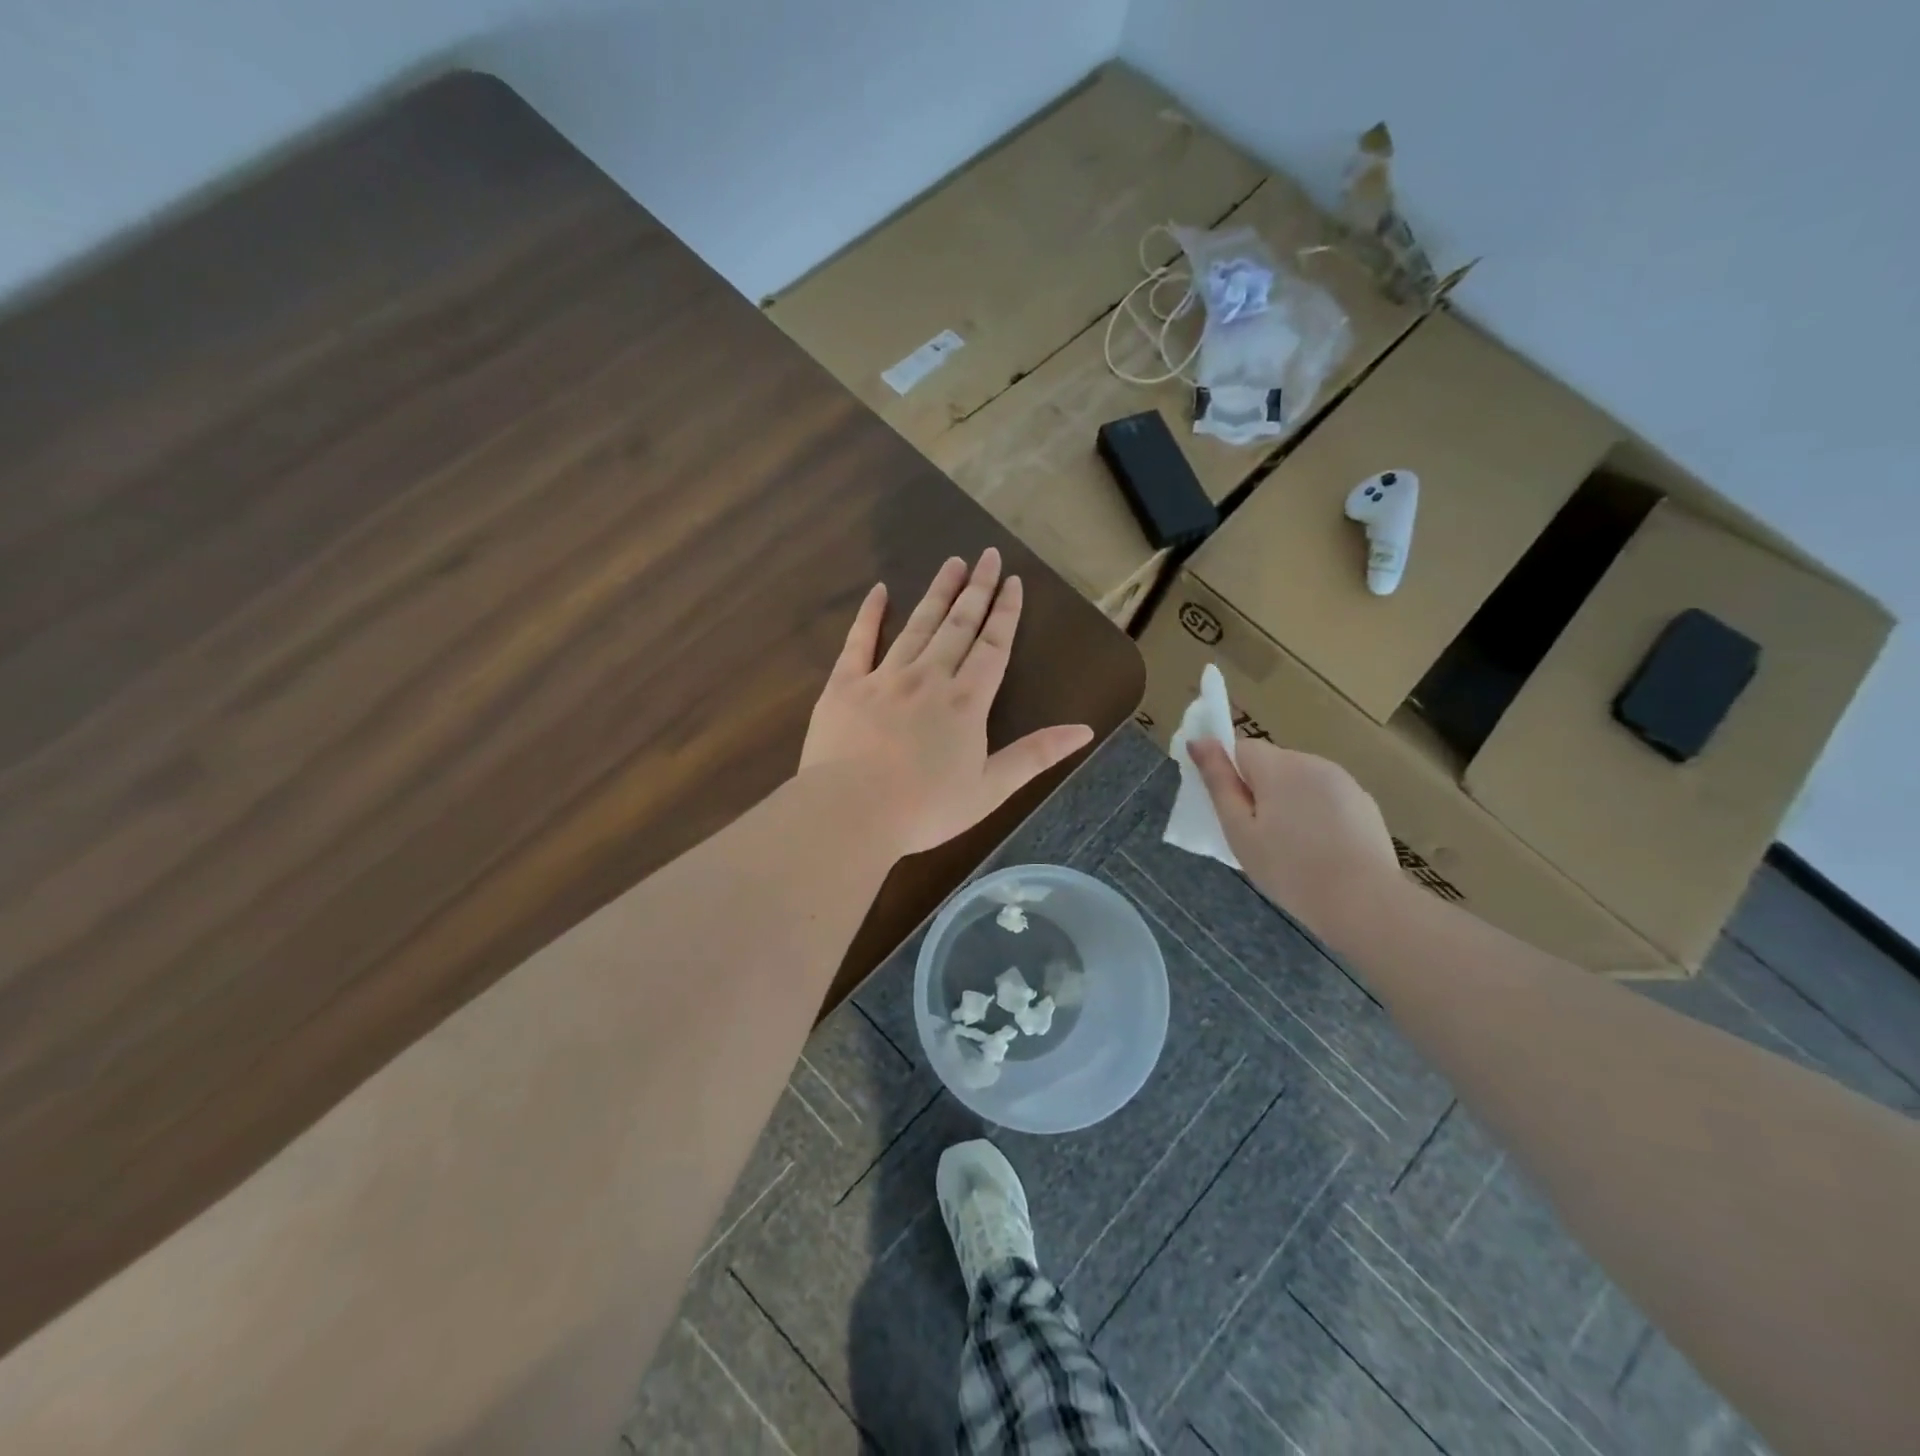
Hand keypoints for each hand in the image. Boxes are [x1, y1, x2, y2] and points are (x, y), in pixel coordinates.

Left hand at [801, 549, 1094, 857]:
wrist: (851, 813)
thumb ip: (1035, 755)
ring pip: (917, 625)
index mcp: (966, 702)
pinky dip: (870, 614)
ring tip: (952, 563)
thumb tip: (1085, 731)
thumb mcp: (990, 789)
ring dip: (937, 592)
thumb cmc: (925, 809)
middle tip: (988, 556)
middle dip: (977, 590)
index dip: (1006, 612)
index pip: (993, 646)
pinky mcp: (845, 684)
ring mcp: (885, 677)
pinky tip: (880, 591)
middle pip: (959, 625)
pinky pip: (859, 641)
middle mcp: (929, 678)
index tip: (1013, 581)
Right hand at [1188, 736, 1401, 943]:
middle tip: (1256, 836)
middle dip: (1259, 790)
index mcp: (1278, 766)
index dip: (1229, 774)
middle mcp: (1312, 762)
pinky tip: (1320, 850)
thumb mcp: (1239, 830)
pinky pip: (1326, 798)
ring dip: (1288, 801)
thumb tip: (1198, 740)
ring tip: (1290, 847)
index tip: (1230, 810)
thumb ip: (1218, 782)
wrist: (1365, 902)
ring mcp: (1344, 782)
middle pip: (1271, 764)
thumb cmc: (1289, 868)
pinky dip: (1316, 815)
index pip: (1240, 748)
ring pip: (1300, 781)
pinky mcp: (1365, 804)